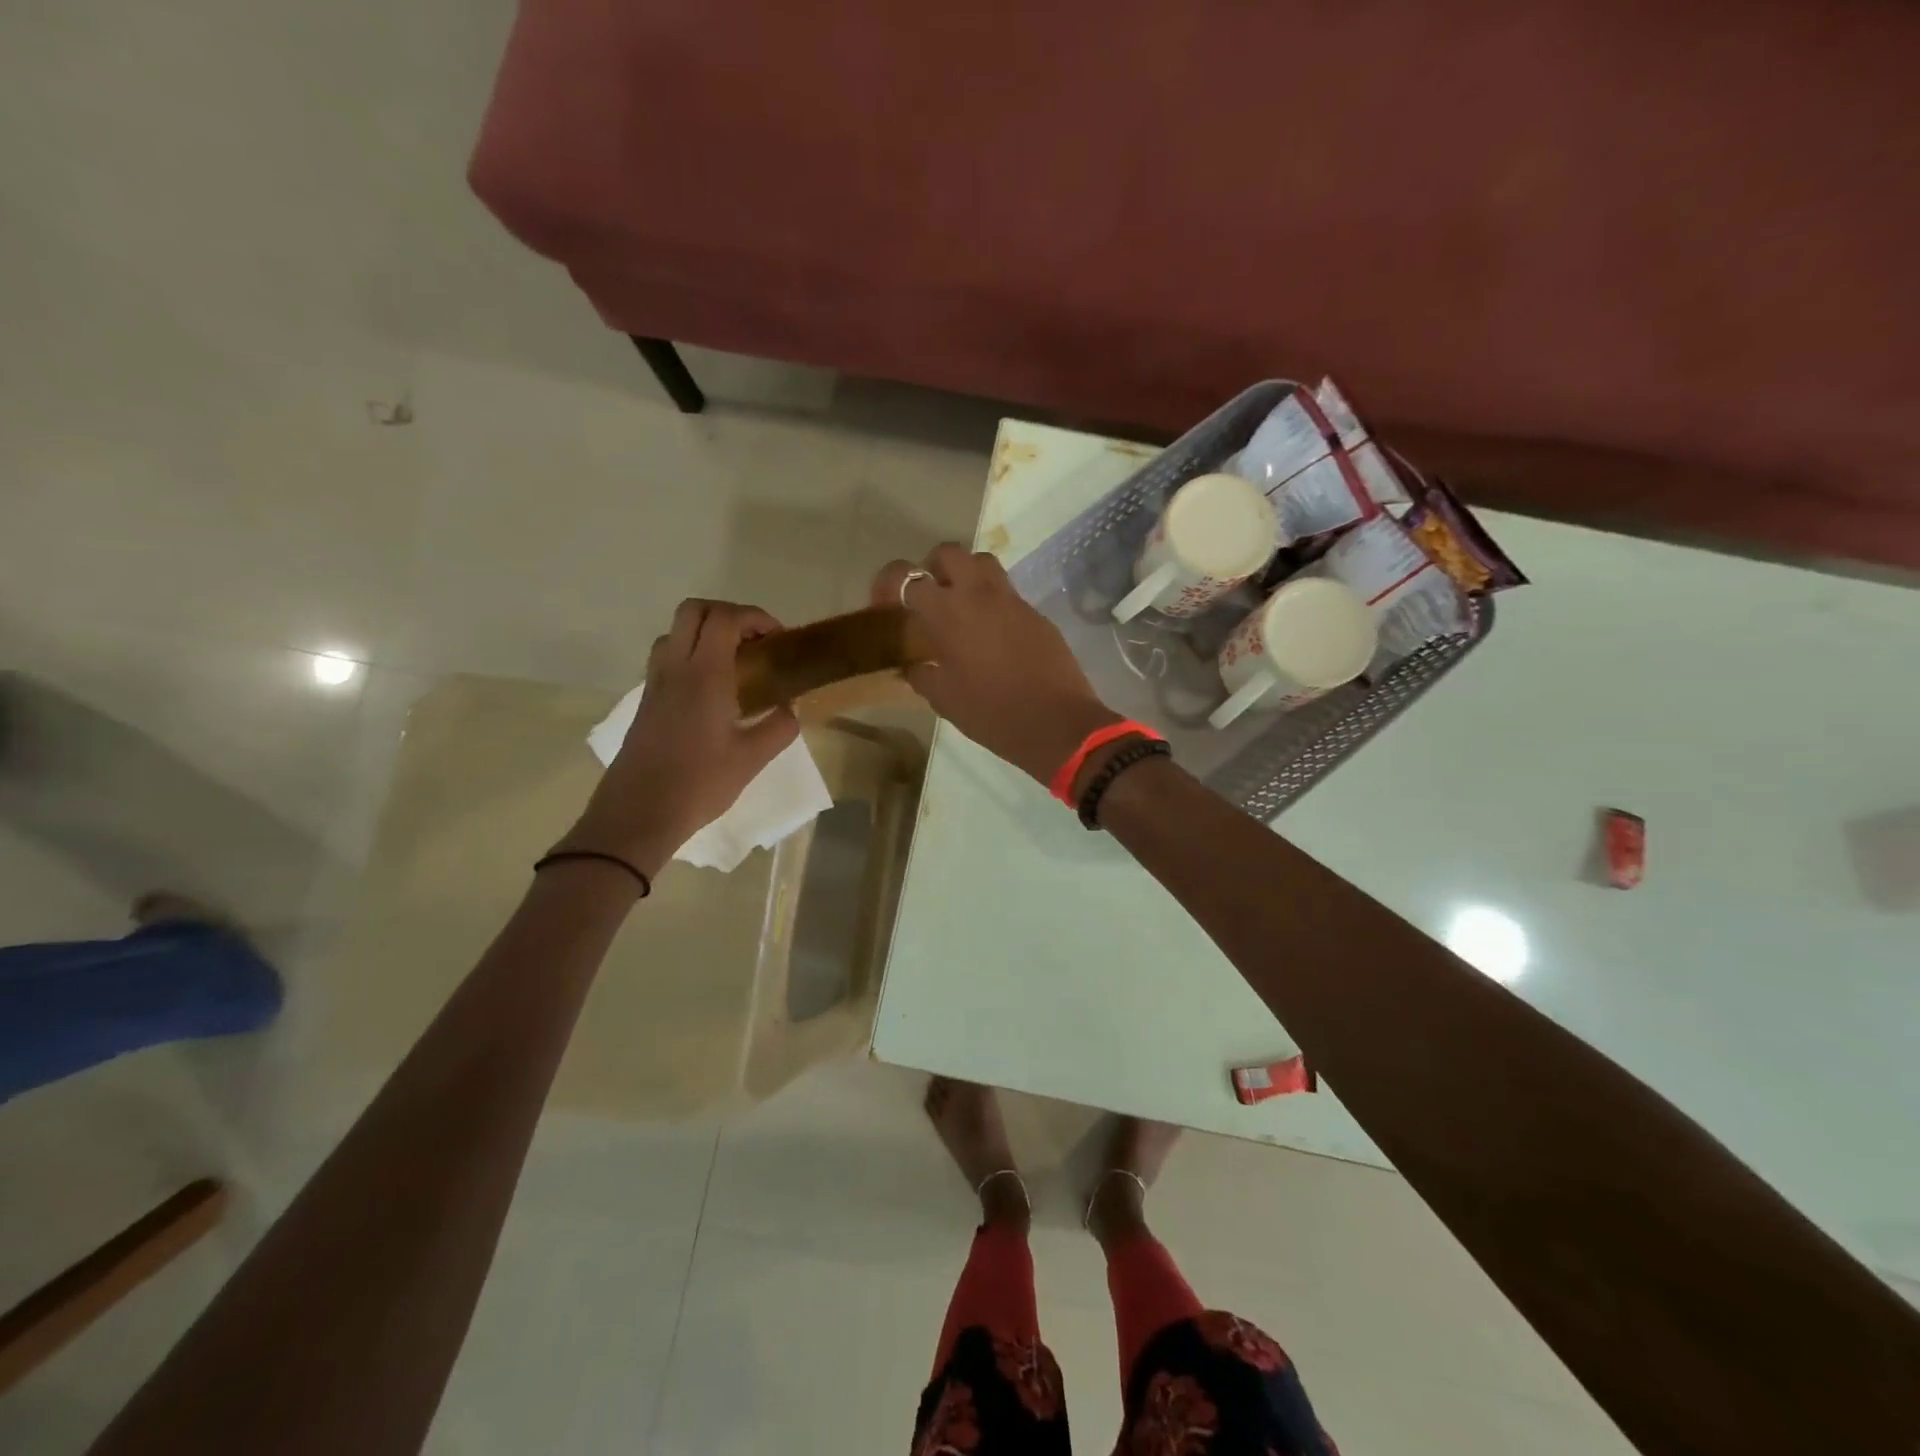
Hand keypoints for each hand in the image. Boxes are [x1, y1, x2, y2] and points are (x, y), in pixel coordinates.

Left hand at [563, 599, 798, 874]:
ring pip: (676, 631)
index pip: (726, 618)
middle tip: (754, 642)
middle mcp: (676, 667)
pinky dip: (691, 654)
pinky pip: (668, 657)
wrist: (640, 812)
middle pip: (694, 610)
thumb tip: (790, 709)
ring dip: (706, 632)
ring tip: (734, 663)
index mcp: (705, 674)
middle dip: (728, 614)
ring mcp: (655, 682)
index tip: (776, 640)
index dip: (755, 617)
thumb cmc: (700, 783)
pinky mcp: (646, 700)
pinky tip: (712, 690)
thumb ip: (779, 727)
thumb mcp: (752, 759)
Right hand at [873, 545, 1120, 784]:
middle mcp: (978, 594)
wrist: (1056, 722)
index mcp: (947, 612)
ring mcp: (1012, 600)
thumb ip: (922, 676)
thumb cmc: (992, 713)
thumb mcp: (945, 700)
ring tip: (960, 607)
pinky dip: (992, 602)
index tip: (884, 605)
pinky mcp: (1036, 613)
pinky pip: (1008, 593)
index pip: (905, 576)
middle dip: (931, 568)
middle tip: (927, 598)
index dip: (888, 583)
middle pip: (949, 553)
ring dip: (966, 575)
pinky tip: (992, 635)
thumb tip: (915, 666)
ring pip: (983, 563)